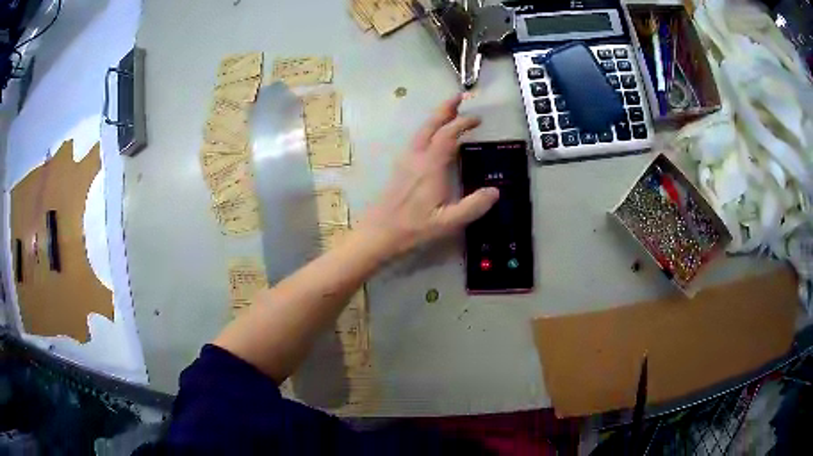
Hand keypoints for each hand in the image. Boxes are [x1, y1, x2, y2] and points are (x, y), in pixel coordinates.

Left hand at [360, 94, 499, 258]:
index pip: (447, 135)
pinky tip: (432, 137)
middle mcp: (416, 158)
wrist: (378, 234)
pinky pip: (416, 140)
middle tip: (458, 97)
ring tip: (448, 111)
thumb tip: (495, 191)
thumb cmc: (412, 228)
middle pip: (430, 125)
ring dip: (435, 118)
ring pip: (421, 131)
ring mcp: (405, 162)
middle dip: (445, 109)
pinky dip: (428, 130)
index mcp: (430, 166)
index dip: (462, 123)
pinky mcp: (399, 168)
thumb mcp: (448, 222)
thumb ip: (473, 206)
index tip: (477, 119)